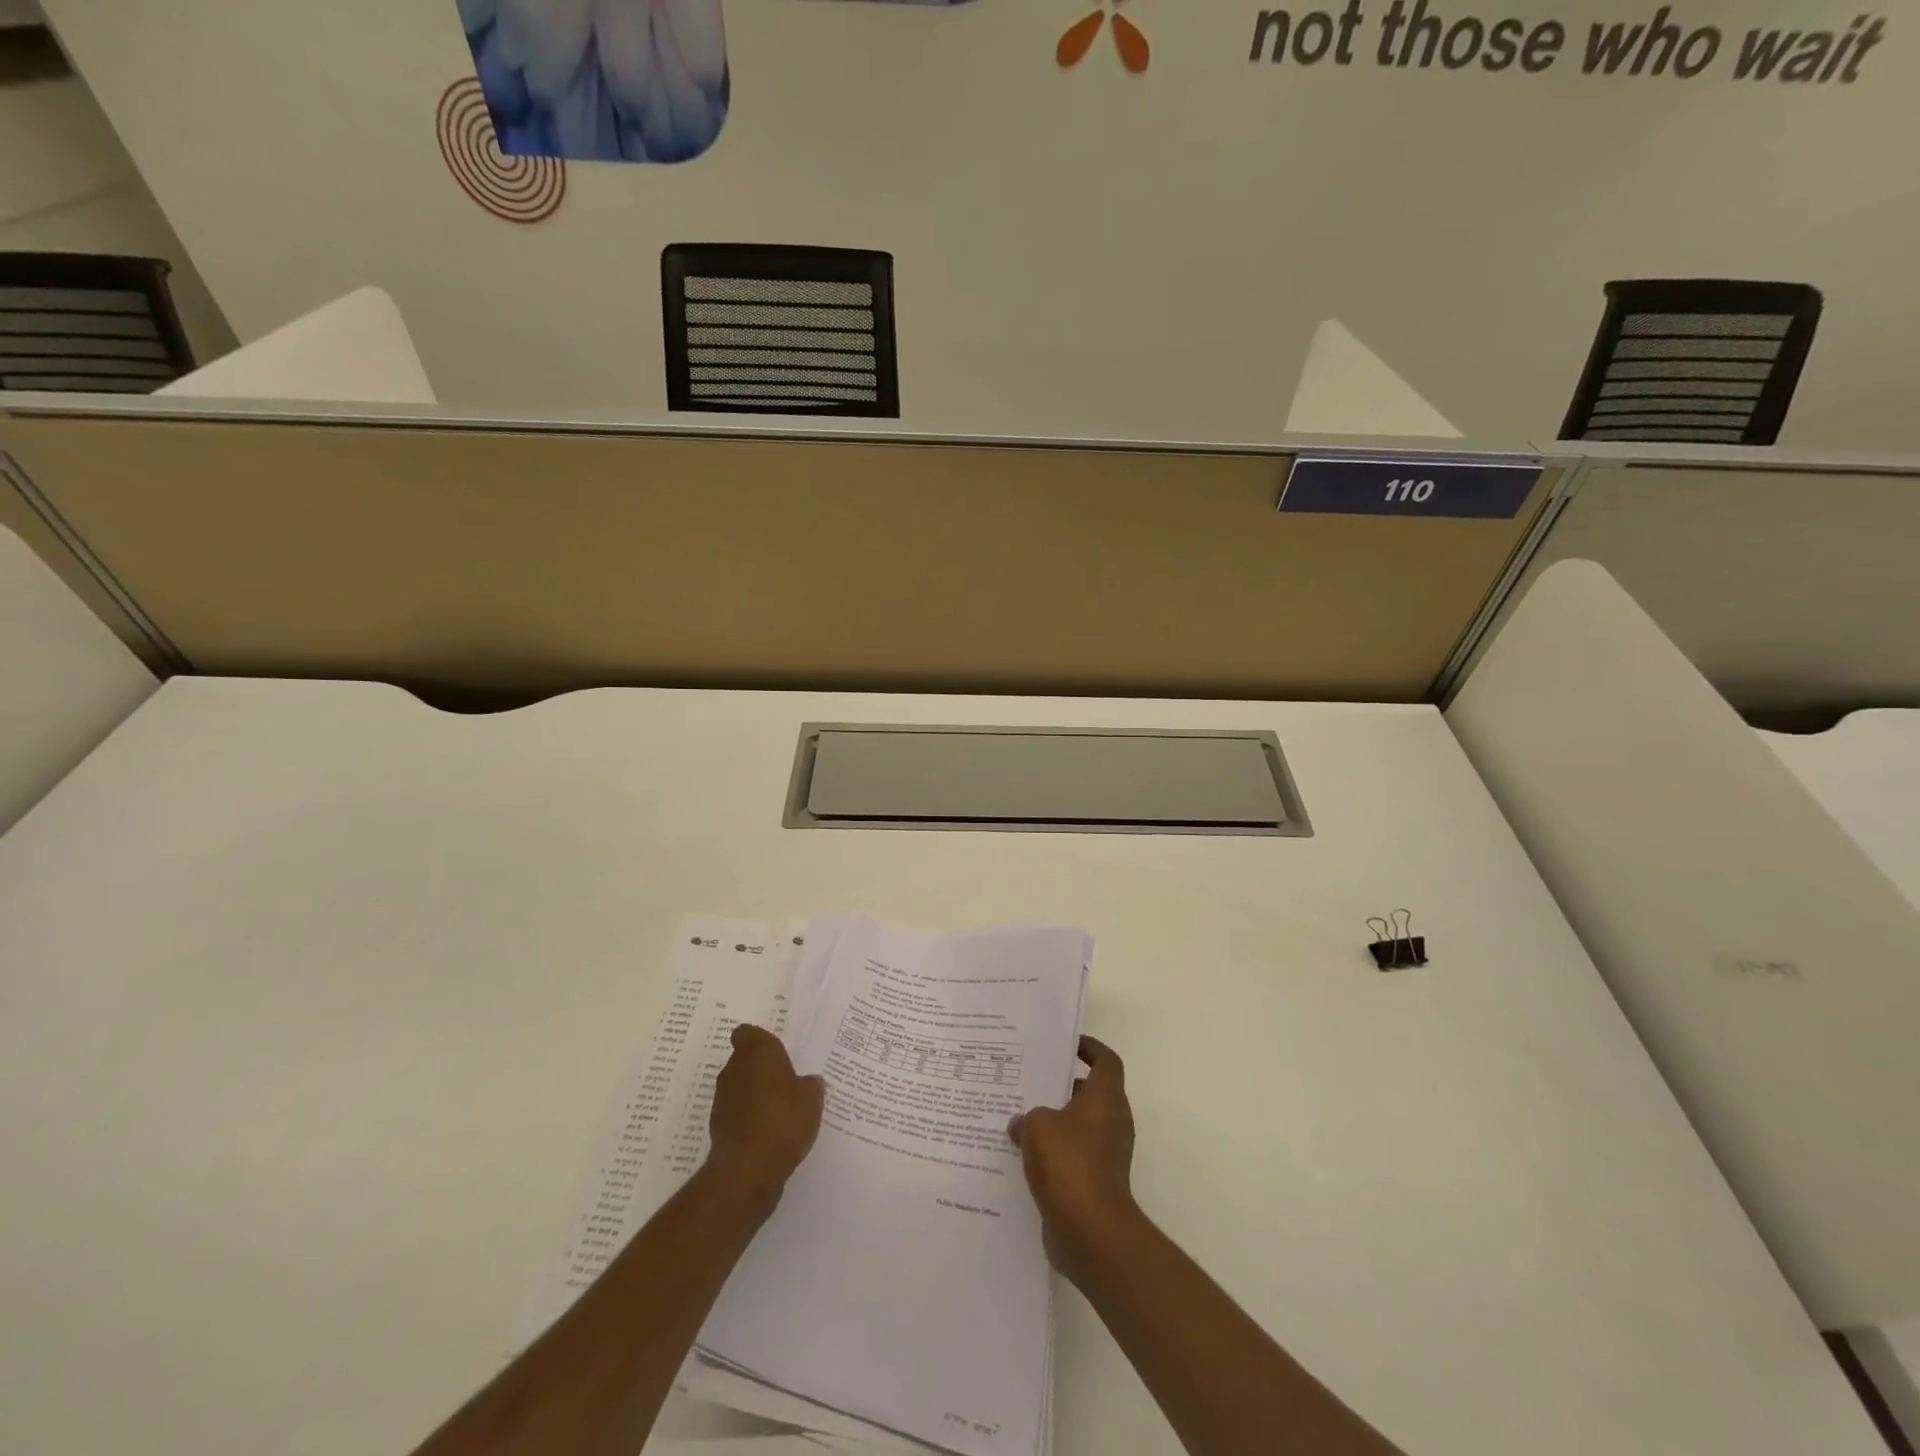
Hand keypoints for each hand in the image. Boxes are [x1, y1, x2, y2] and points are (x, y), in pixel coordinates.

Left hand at [705, 1024, 824, 1214]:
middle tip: (785, 1082)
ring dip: (754, 1095)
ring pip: (739, 1087)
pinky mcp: (717, 1127)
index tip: (776, 1054)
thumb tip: (809, 1082)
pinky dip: (748, 1119)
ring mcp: (722, 1099)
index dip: (760, 1042)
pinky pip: (737, 1114)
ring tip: (779, 1111)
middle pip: (744, 1060)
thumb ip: (810, 1085)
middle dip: (761, 1070)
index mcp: (757, 1051)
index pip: (748, 1033)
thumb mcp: (812, 1098)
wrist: (748, 1168)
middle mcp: (734, 1068)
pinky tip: (768, 1133)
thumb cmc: (784, 1119)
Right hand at [1008, 1035, 1137, 1284]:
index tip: (1065, 1044)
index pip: (1105, 1060)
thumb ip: (1027, 1116)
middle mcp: (1112, 1121)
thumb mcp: (1037, 1126)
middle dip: (1061, 1086)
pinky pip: (1073, 1156)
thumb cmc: (1069, 1163)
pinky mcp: (1096, 1183)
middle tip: (1030, 1080)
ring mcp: (1106, 1154)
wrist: (1091, 1231)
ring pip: (1079, 1126)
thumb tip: (1019, 1124)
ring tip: (1019, 1117)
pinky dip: (1053, 1153)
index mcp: (1106, 1098)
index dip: (1089, 1048)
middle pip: (1090, 1092)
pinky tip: (1022, 1155)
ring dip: (1054, 1121)